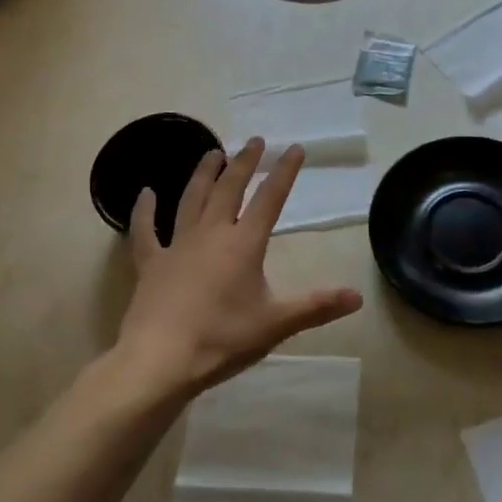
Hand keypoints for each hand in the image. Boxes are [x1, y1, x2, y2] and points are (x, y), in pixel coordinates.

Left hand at [114, 138, 362, 398]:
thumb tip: (358, 296)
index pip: (270, 199)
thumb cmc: (222, 339)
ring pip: (191, 199)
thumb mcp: (276, 325)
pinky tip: (144, 193)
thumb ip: (316, 307)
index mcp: (244, 244)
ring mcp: (178, 245)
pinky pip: (145, 231)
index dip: (284, 172)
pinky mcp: (151, 263)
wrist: (160, 360)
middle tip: (254, 141)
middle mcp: (211, 233)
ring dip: (203, 174)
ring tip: (212, 152)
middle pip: (229, 188)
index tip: (293, 148)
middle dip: (244, 162)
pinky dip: (143, 211)